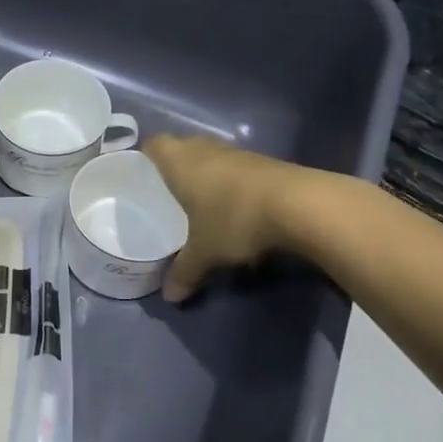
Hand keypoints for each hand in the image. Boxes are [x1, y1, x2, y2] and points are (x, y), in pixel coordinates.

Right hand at [143, 134, 293, 301]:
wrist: (300, 205)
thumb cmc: (234, 219)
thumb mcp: (205, 252)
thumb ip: (185, 271)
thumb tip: (170, 297)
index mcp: (179, 162)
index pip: (154, 144)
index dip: (146, 156)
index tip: (142, 174)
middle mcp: (205, 150)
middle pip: (183, 147)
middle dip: (176, 166)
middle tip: (169, 192)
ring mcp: (238, 153)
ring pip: (212, 157)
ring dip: (207, 174)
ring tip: (201, 201)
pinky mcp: (266, 163)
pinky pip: (237, 168)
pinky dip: (231, 183)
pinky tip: (234, 206)